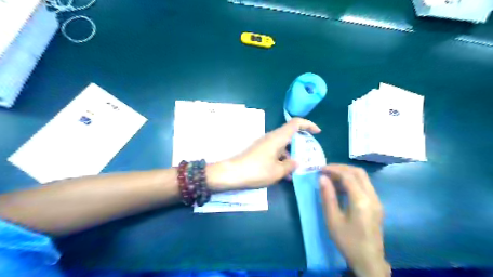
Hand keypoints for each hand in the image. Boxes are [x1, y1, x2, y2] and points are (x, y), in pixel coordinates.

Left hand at [207, 117, 319, 190]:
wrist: (232, 174)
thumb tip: (297, 162)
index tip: (317, 132)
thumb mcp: (278, 171)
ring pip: (282, 146)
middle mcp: (271, 137)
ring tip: (296, 171)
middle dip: (301, 144)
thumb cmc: (257, 170)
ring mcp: (264, 144)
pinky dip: (281, 160)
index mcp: (278, 137)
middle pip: (290, 135)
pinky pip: (275, 152)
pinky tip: (283, 174)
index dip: (308, 125)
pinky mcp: (259, 151)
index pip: (296, 123)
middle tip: (308, 156)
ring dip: (290, 155)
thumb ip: (290, 165)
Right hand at [322, 164, 390, 276]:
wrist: (368, 260)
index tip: (320, 169)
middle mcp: (372, 197)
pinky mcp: (377, 205)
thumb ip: (328, 197)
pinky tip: (342, 188)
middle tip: (326, 170)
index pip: (348, 175)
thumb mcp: (333, 220)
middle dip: (341, 168)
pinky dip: (353, 181)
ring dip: (347, 174)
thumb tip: (322, 178)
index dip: (333, 169)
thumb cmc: (348, 241)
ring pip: (363, 178)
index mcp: (361, 201)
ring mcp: (377, 201)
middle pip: (358, 172)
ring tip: (331, 178)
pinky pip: (365, 186)